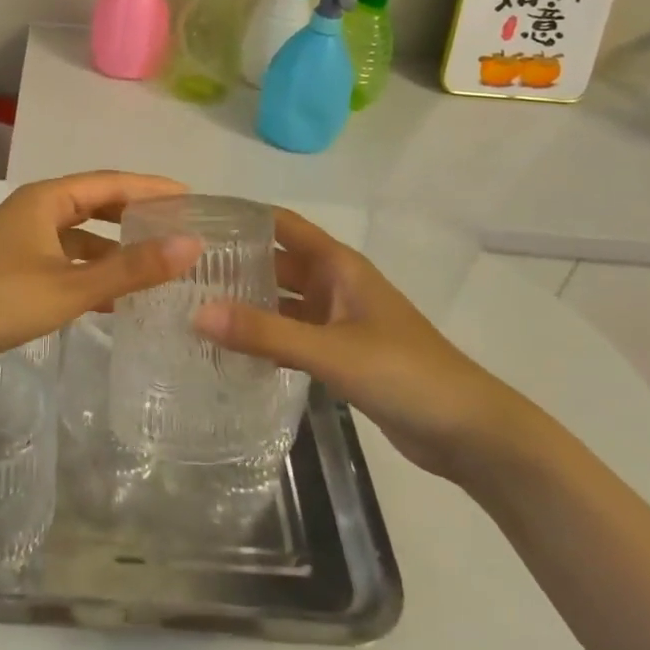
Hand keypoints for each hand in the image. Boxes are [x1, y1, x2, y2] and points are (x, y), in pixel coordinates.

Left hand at [0, 171, 201, 374]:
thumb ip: (131, 268)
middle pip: (97, 204)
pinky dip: (92, 271)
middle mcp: (36, 209)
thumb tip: (191, 245)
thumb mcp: (72, 285)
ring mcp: (24, 237)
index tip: (191, 197)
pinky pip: (66, 259)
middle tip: (177, 226)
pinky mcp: (16, 265)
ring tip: (155, 263)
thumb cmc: (3, 297)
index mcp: (48, 199)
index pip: (112, 183)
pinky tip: (115, 297)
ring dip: (115, 247)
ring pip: (81, 235)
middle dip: (136, 214)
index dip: (152, 188)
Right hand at [194, 208, 527, 478]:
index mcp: (338, 266)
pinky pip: (291, 336)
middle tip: (180, 272)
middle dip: (235, 264)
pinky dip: (264, 338)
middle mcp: (335, 285)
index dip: (242, 218)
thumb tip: (197, 314)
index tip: (194, 221)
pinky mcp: (340, 354)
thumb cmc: (404, 373)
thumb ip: (265, 333)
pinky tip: (229, 350)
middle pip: (277, 264)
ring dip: (247, 304)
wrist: (468, 431)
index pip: (281, 226)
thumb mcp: (330, 350)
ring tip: (193, 307)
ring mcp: (338, 320)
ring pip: (282, 302)